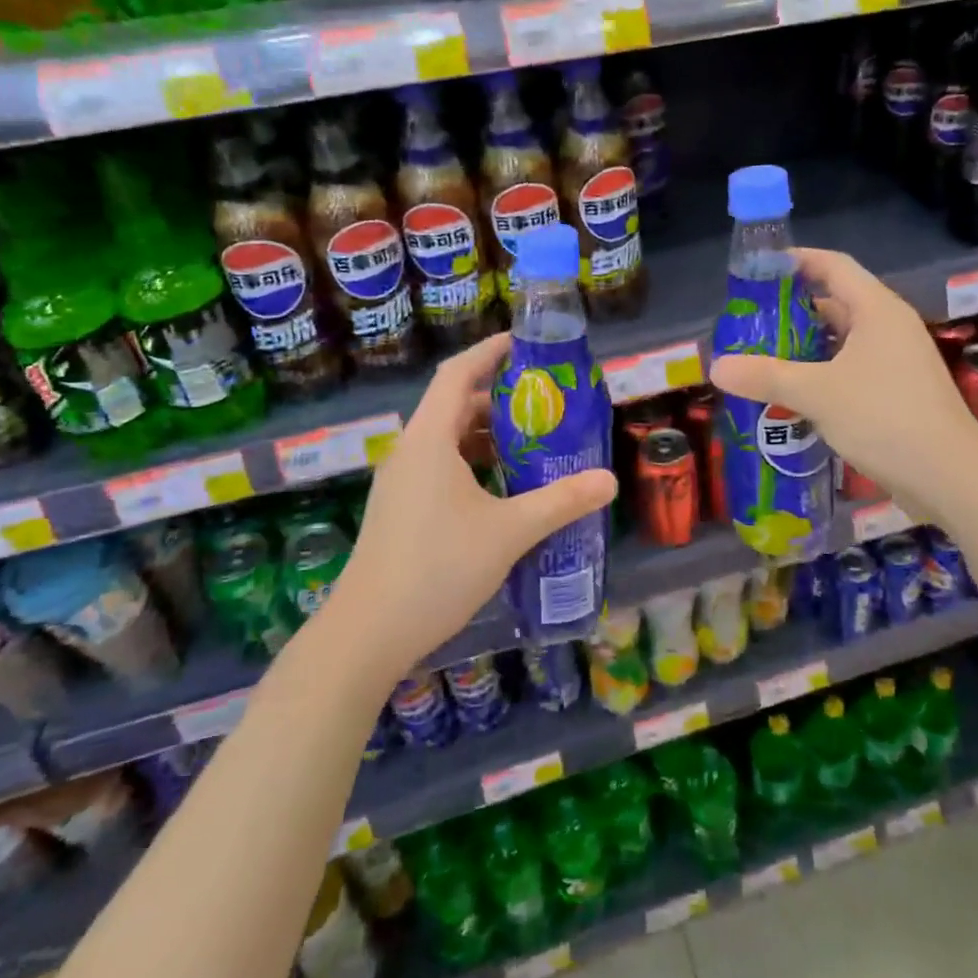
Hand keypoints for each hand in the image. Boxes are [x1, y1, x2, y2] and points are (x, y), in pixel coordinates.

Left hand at [327, 333, 616, 684]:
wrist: (367, 635)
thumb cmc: (437, 569)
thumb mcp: (509, 532)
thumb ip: (561, 501)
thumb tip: (610, 480)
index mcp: (429, 439)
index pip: (458, 373)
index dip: (490, 350)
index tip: (524, 343)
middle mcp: (410, 451)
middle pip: (454, 404)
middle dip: (498, 397)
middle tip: (544, 401)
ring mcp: (400, 482)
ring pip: (446, 439)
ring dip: (486, 434)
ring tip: (531, 443)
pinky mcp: (399, 510)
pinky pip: (439, 466)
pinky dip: (472, 463)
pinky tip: (502, 489)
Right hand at [709, 249, 977, 518]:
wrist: (951, 478)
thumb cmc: (885, 418)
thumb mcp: (818, 393)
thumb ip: (766, 376)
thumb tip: (716, 367)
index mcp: (877, 310)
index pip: (833, 265)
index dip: (796, 261)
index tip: (758, 270)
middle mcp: (889, 327)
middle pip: (836, 302)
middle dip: (792, 310)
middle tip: (750, 322)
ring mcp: (896, 361)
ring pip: (842, 340)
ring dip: (805, 346)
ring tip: (762, 357)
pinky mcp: (897, 392)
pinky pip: (851, 369)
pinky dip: (821, 373)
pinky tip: (793, 394)